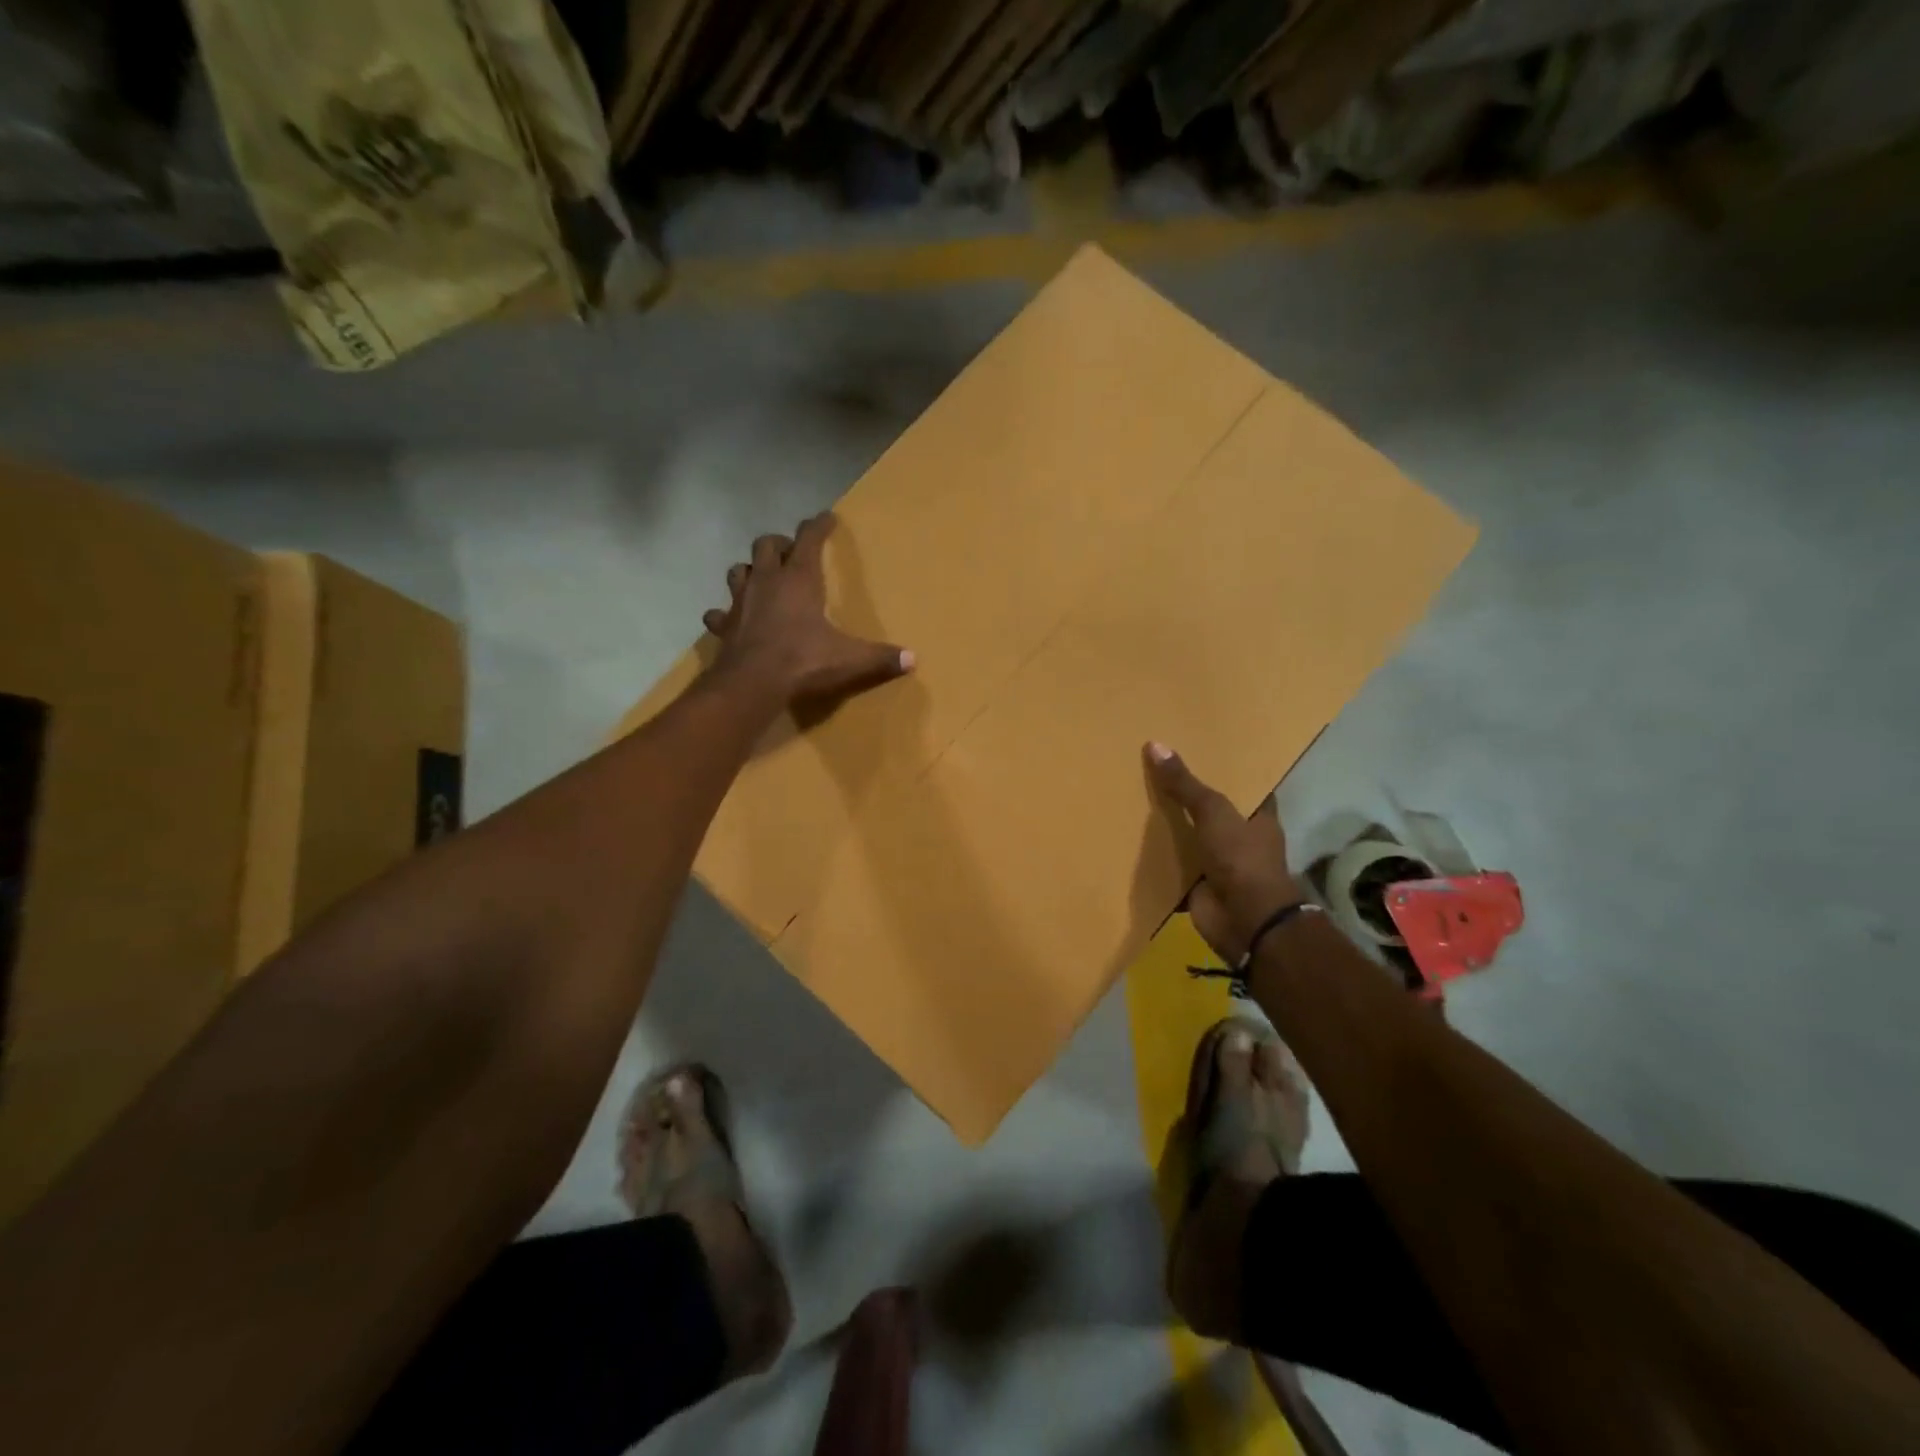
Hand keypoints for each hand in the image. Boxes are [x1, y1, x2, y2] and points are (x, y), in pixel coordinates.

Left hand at [704, 513, 913, 706]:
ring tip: (761, 580)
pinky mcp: (724, 626)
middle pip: (765, 545)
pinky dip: (725, 614)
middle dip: (779, 544)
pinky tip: (731, 620)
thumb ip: (881, 657)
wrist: (752, 684)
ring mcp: (740, 602)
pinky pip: (719, 613)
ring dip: (749, 571)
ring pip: (738, 570)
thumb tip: (913, 659)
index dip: (818, 526)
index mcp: (799, 579)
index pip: (809, 539)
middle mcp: (767, 581)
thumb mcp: (850, 659)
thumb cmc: (803, 661)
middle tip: (791, 554)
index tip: (826, 517)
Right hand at [1146, 742, 1301, 962]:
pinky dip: (1156, 859)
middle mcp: (1241, 838)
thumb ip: (1184, 783)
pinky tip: (1129, 840)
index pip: (1244, 785)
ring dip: (1169, 827)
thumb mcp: (1213, 811)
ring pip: (1190, 837)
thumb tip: (1154, 745)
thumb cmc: (1241, 858)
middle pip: (1211, 810)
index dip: (1225, 770)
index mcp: (1258, 816)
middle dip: (1188, 796)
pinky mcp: (1198, 885)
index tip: (1198, 750)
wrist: (1245, 920)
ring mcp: (1220, 863)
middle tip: (1154, 769)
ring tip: (1135, 797)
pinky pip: (1173, 865)